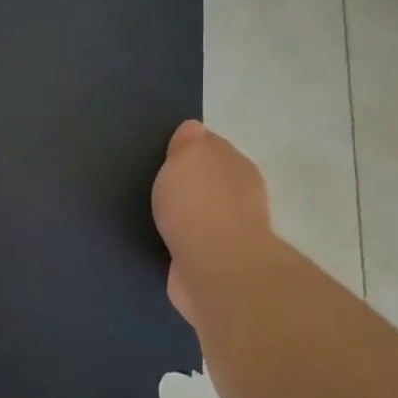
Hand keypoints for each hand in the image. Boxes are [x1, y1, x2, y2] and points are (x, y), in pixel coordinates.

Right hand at [152, 120, 271, 325]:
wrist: (215, 268)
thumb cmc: (199, 203)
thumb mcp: (187, 156)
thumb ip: (189, 142)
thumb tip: (194, 130)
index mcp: (236, 164)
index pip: (212, 148)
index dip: (189, 150)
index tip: (165, 155)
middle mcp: (241, 196)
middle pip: (211, 182)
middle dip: (190, 184)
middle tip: (157, 186)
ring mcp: (232, 233)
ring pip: (203, 214)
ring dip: (186, 216)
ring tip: (156, 215)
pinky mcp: (216, 264)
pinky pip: (193, 244)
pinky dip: (182, 243)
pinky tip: (163, 242)